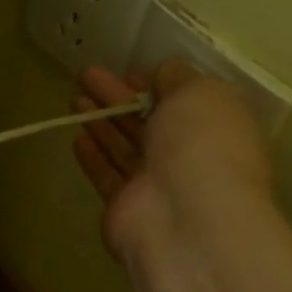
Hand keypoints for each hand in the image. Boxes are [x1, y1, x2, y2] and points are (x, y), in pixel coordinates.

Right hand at [72, 62, 272, 266]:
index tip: (127, 72)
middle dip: (117, 97)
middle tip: (85, 75)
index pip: (183, 102)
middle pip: (148, 122)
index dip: (154, 84)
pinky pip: (108, 176)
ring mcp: (157, 186)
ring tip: (74, 99)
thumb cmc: (201, 145)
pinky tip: (77, 137)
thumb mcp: (199, 93)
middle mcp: (189, 157)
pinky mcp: (127, 208)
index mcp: (216, 129)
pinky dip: (94, 156)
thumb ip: (178, 78)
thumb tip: (162, 74)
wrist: (187, 220)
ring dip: (101, 122)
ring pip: (124, 147)